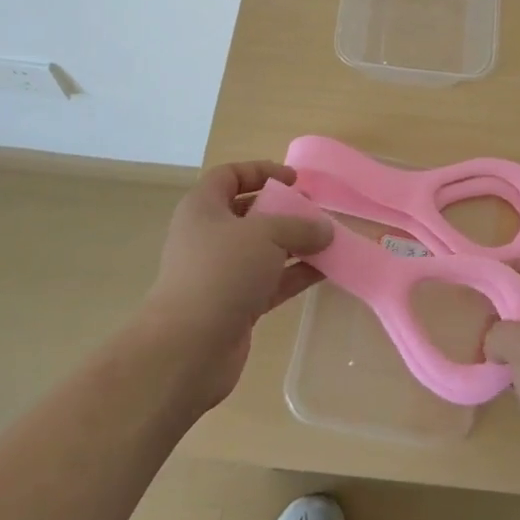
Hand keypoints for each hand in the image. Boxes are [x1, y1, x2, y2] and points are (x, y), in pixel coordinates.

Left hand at [140, 161, 331, 409]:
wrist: (188, 348)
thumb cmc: (222, 272)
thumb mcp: (266, 235)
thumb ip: (300, 226)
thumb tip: (325, 229)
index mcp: (203, 208)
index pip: (229, 176)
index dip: (261, 171)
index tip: (294, 180)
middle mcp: (208, 237)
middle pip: (249, 214)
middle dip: (284, 211)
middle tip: (316, 212)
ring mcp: (220, 274)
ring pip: (263, 250)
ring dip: (295, 245)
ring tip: (330, 241)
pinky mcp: (234, 305)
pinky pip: (270, 281)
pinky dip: (295, 274)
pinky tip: (326, 271)